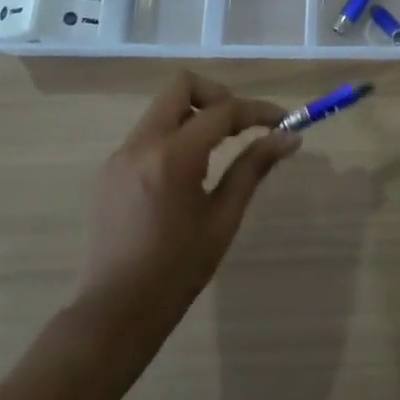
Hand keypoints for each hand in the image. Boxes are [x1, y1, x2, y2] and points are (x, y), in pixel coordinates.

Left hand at [74, 72, 294, 343]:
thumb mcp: (223, 219)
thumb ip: (253, 169)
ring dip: (194, 115)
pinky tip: (188, 172)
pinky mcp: (110, 170)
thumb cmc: (177, 271)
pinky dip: (173, 136)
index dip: (257, 110)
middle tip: (241, 125)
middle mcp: (142, 143)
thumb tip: (289, 137)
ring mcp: (120, 154)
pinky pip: (147, 134)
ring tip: (219, 151)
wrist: (115, 312)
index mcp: (173, 156)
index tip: (282, 120)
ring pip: (162, 109)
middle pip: (182, 87)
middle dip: (218, 96)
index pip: (222, 110)